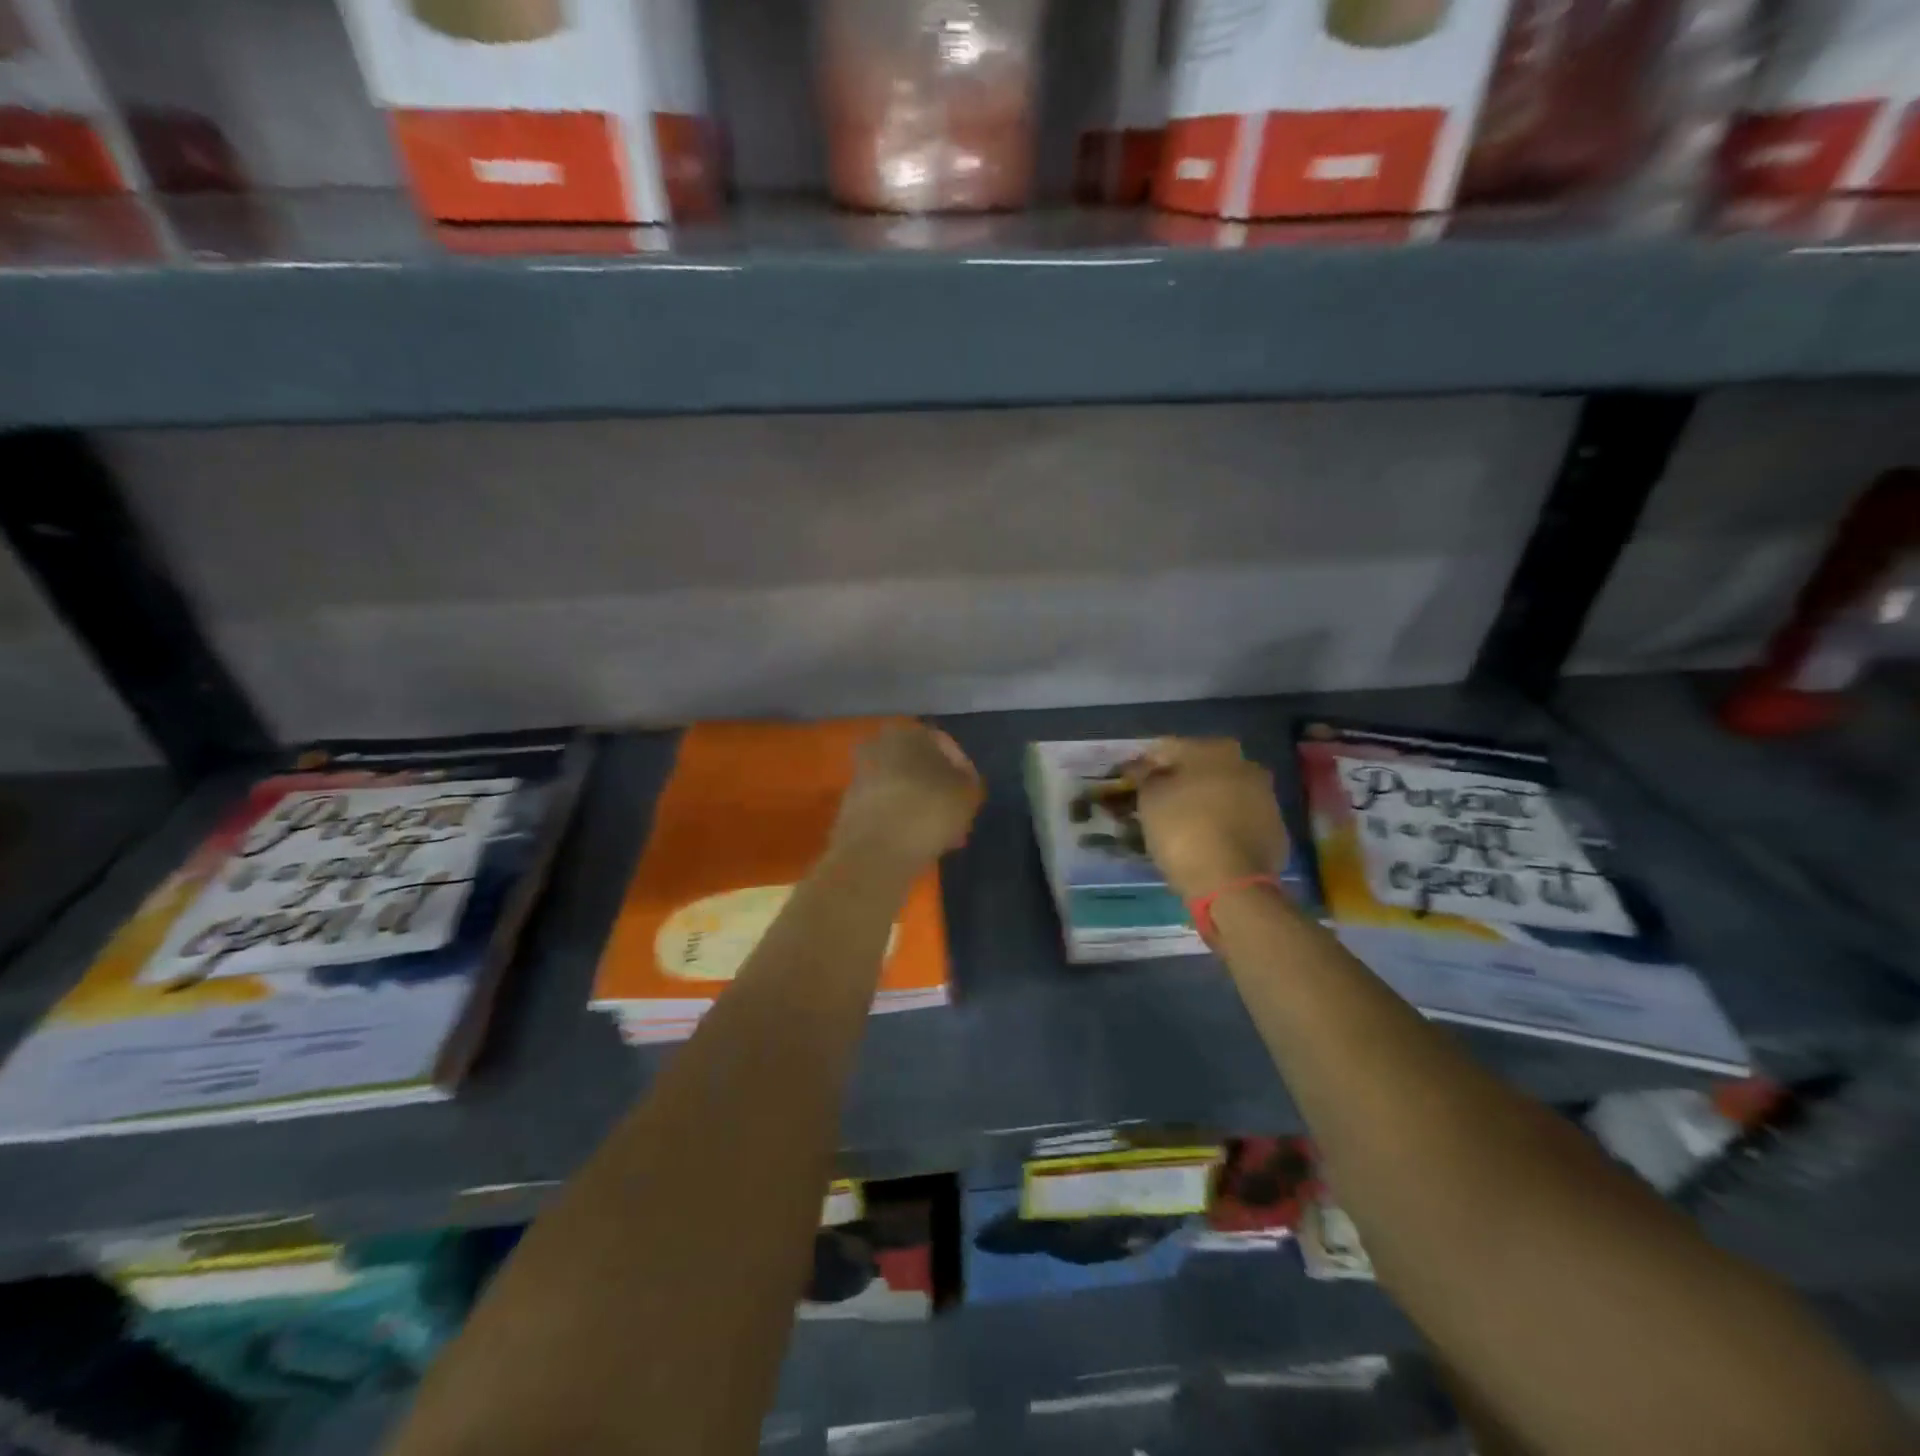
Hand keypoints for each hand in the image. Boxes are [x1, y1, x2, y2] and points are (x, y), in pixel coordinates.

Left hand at [829, 723, 983, 868]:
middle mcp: (881, 745)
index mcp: (910, 734)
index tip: (970, 795)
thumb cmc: (928, 811)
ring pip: (902, 787)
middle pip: (919, 765)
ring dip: (919, 804)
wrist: (874, 851)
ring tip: (938, 832)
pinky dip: (900, 819)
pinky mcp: (851, 805)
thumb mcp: (966, 794)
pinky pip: (885, 807)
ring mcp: (862, 775)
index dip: (962, 770)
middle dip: (937, 787)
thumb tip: (961, 780)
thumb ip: (968, 780)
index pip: (945, 744)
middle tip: (954, 813)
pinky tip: (915, 841)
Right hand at [1131, 738, 1287, 900]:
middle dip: (1178, 782)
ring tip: (1178, 825)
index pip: (1169, 749)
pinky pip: (1238, 820)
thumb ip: (1144, 776)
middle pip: (1201, 769)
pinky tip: (1204, 842)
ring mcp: (1266, 798)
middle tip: (1155, 803)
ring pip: (1222, 794)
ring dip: (1202, 803)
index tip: (1130, 782)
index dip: (1145, 765)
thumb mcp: (1150, 799)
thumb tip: (1140, 767)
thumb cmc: (1183, 829)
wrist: (1231, 883)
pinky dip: (1221, 825)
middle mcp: (1247, 765)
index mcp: (1215, 749)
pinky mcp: (1275, 830)